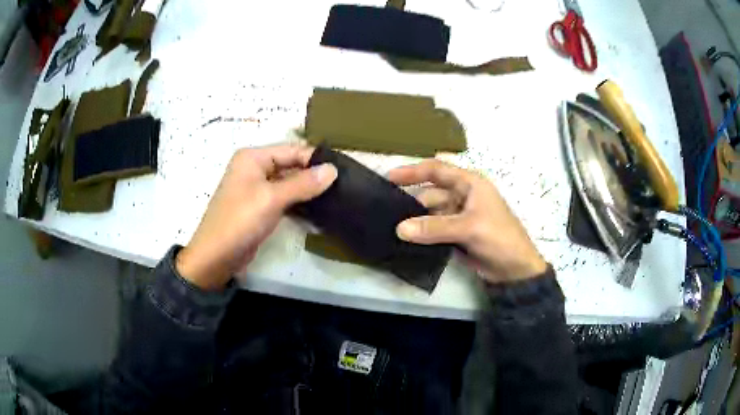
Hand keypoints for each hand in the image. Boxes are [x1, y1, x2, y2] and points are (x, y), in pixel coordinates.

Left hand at [176, 145, 337, 290]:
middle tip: (343, 186)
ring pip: (288, 184)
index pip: (292, 150)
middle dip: (313, 175)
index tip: (343, 170)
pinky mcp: (259, 208)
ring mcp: (256, 189)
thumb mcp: (272, 199)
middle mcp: (254, 169)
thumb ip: (303, 183)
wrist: (216, 257)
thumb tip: (333, 169)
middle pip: (290, 166)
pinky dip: (298, 204)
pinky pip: (283, 200)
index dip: (316, 159)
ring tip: (336, 197)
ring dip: (307, 191)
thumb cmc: (240, 221)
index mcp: (253, 158)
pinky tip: (318, 211)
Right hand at [388, 160, 546, 282]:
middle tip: (385, 211)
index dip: (412, 171)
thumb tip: (400, 229)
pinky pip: (433, 229)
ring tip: (390, 226)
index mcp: (470, 184)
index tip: (388, 178)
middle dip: (411, 201)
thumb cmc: (499, 238)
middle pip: (430, 193)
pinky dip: (421, 232)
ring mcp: (458, 216)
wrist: (515, 270)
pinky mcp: (455, 234)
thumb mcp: (469, 228)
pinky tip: (405, 238)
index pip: (436, 170)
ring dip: (415, 220)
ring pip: (430, 213)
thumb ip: (434, 227)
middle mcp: (462, 196)